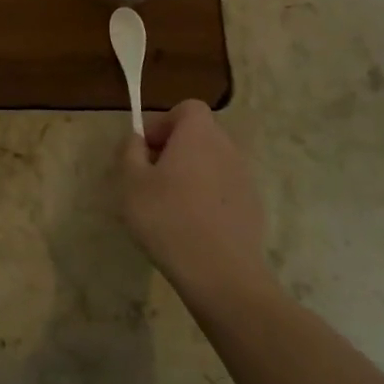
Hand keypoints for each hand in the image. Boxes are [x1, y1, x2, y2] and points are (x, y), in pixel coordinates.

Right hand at [120, 100, 276, 311]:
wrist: (222, 275)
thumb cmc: (168, 219)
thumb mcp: (131, 182)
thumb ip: (130, 151)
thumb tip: (137, 139)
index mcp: (199, 134)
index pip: (187, 108)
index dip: (164, 123)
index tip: (146, 150)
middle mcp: (227, 148)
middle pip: (199, 135)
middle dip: (174, 149)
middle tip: (151, 177)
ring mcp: (245, 179)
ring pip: (211, 163)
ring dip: (191, 174)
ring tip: (169, 205)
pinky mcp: (253, 208)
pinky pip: (224, 189)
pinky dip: (207, 197)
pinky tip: (191, 226)